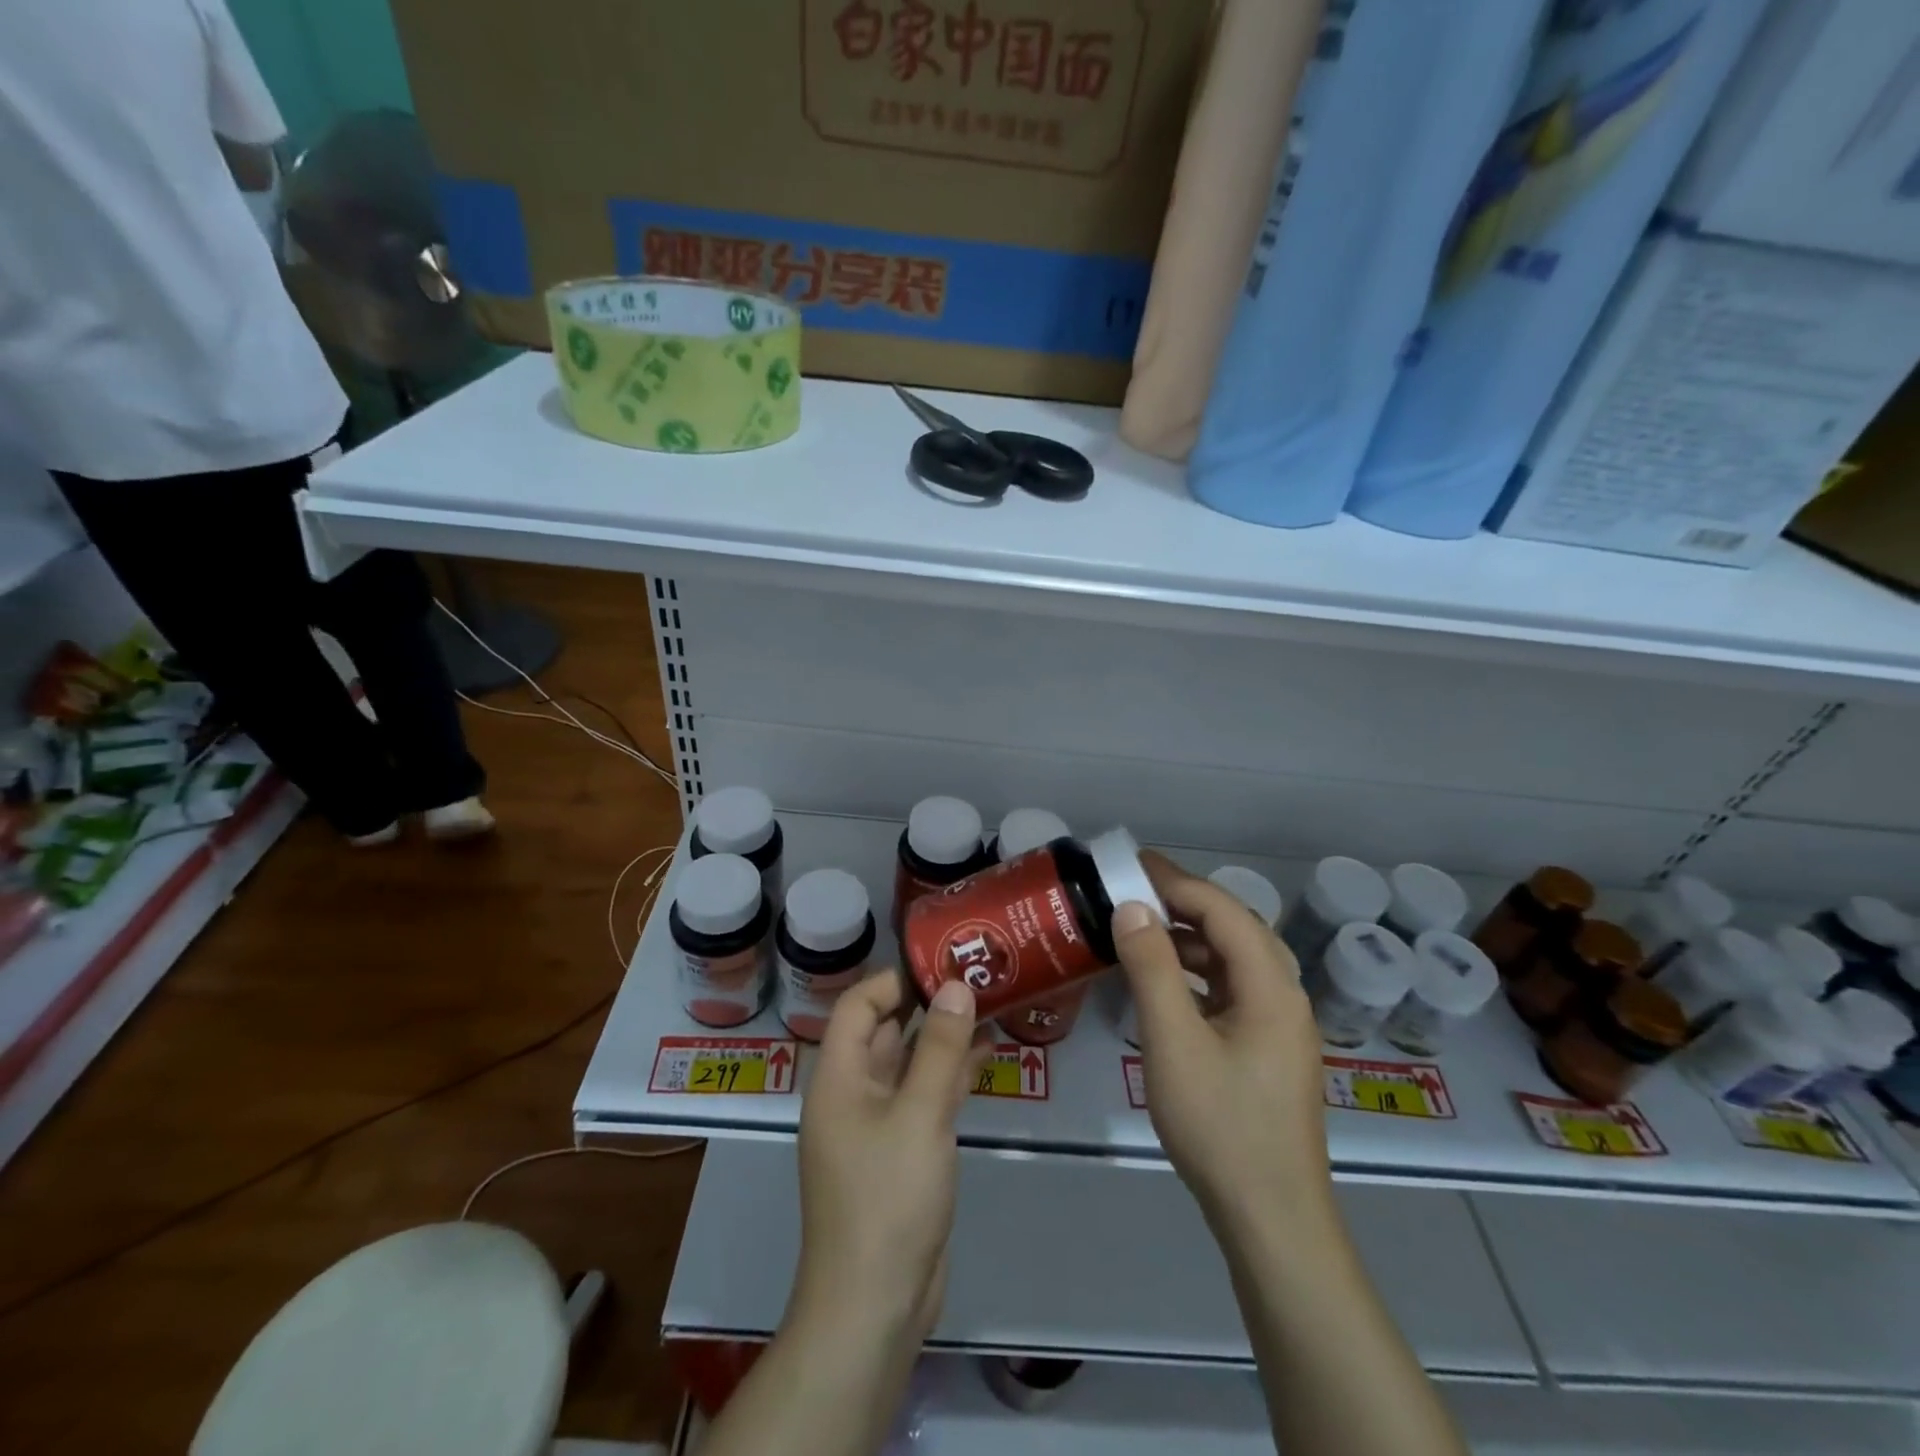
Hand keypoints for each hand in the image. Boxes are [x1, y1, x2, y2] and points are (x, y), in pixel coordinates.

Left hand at [792, 971, 989, 1345]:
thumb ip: (941, 1048)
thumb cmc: (888, 1199)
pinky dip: (948, 1076)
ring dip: (942, 1039)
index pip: (858, 1006)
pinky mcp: (900, 1154)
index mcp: (838, 1078)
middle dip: (926, 1005)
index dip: (895, 981)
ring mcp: (875, 1126)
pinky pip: (922, 1099)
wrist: (873, 1308)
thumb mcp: (920, 1115)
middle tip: (975, 978)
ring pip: (908, 1065)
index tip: (942, 964)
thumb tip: (956, 985)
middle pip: (885, 1032)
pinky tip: (985, 1057)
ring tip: (988, 1007)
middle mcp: (851, 1095)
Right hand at [1113, 852, 1332, 1235]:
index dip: (1176, 881)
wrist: (1271, 1217)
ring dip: (1190, 937)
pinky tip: (1165, 982)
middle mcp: (1283, 995)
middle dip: (1184, 902)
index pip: (1222, 910)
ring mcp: (1279, 1024)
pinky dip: (1196, 972)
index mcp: (1271, 986)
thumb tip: (1131, 906)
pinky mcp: (1267, 1049)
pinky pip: (1231, 989)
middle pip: (1234, 927)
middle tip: (1132, 889)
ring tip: (1141, 928)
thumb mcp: (1173, 1042)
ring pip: (1234, 959)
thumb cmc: (1220, 1125)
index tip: (1130, 864)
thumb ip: (1152, 968)